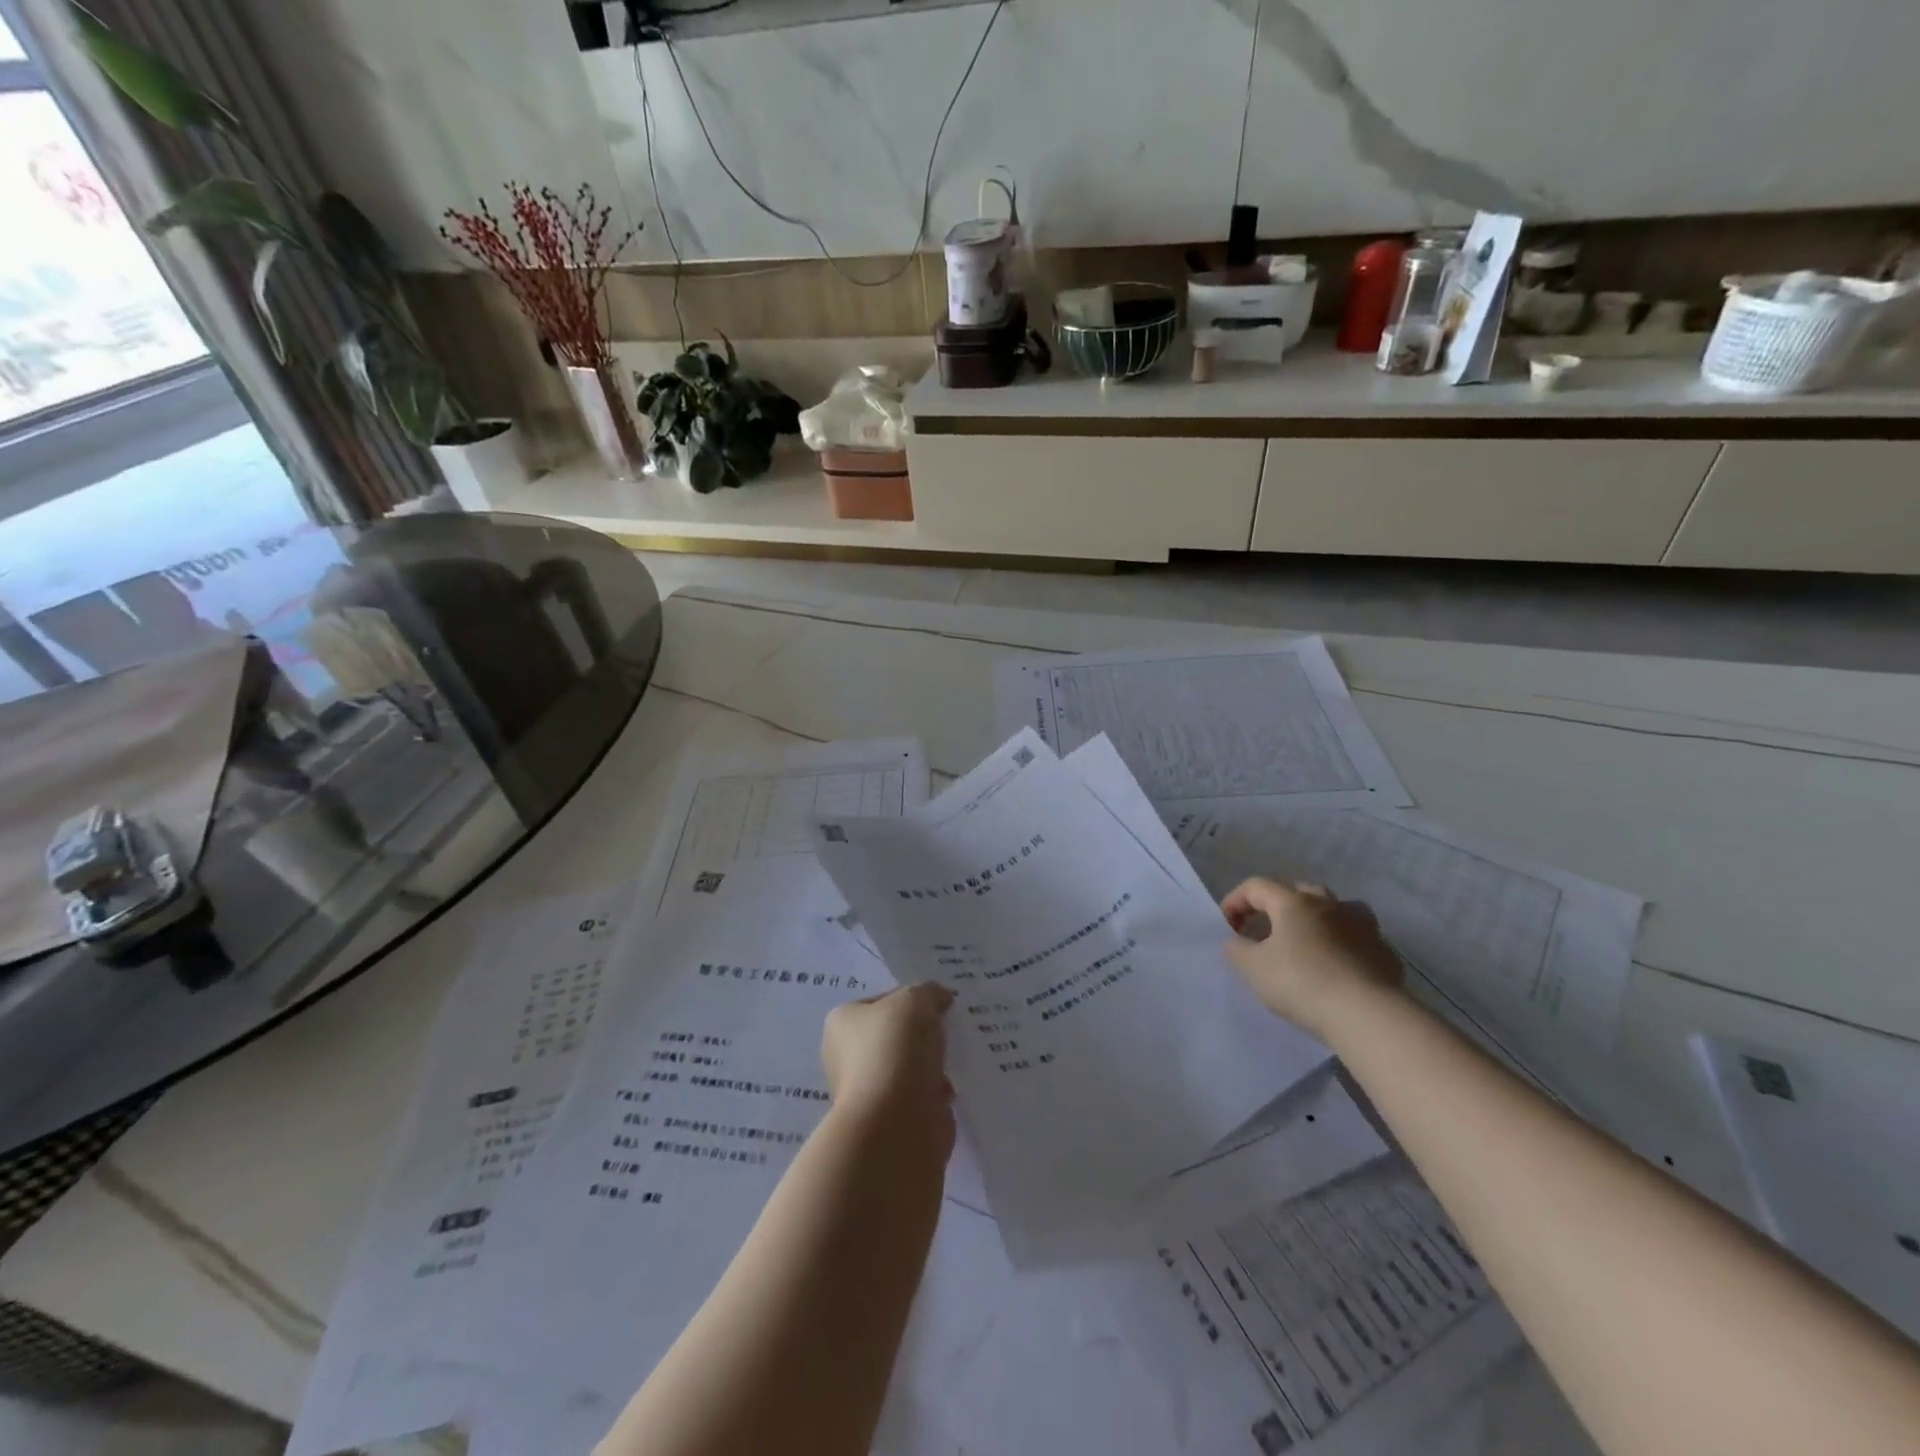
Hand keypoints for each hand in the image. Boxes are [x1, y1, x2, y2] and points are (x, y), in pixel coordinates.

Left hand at [821, 983, 954, 1131]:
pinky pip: (919, 1095)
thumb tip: (940, 998)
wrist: (896, 1122)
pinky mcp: (891, 1120)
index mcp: (843, 1022)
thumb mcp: (916, 1000)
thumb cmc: (896, 1049)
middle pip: (895, 1034)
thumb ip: (929, 992)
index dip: (911, 998)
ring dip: (931, 1064)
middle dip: (922, 1033)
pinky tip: (952, 1087)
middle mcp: (848, 1056)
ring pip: (909, 1066)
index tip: (938, 1004)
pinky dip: (936, 1092)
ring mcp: (868, 1091)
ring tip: (957, 1057)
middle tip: (950, 1027)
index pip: (881, 1001)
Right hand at [1221, 878, 1403, 1038]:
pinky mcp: (1384, 953)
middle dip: (1279, 906)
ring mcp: (1362, 927)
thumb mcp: (1252, 968)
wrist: (1366, 1015)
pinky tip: (1339, 968)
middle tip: (1267, 931)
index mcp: (1294, 903)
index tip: (1227, 927)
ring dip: (1319, 919)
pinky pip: (1359, 939)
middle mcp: (1329, 905)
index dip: (1236, 901)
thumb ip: (1237, 949)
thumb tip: (1237, 942)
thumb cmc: (1301, 983)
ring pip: (1337, 909)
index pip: (1257, 886)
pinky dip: (1345, 946)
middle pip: (1300, 891)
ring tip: (1308, 942)